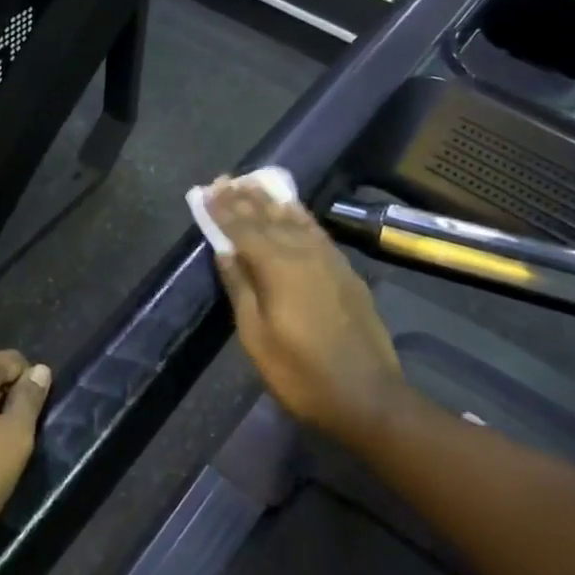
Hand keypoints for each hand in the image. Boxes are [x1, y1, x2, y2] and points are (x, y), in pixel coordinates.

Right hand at [207, 178, 402, 439]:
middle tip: (224, 178)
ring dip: (270, 201)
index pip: (243, 229)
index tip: (207, 189)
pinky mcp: (345, 271)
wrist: (368, 397)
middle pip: (268, 218)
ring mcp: (328, 260)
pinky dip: (300, 215)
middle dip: (243, 198)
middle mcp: (303, 253)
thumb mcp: (257, 336)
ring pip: (294, 219)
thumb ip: (241, 287)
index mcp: (277, 267)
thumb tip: (224, 250)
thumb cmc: (301, 372)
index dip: (223, 209)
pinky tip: (292, 209)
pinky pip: (316, 231)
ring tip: (252, 182)